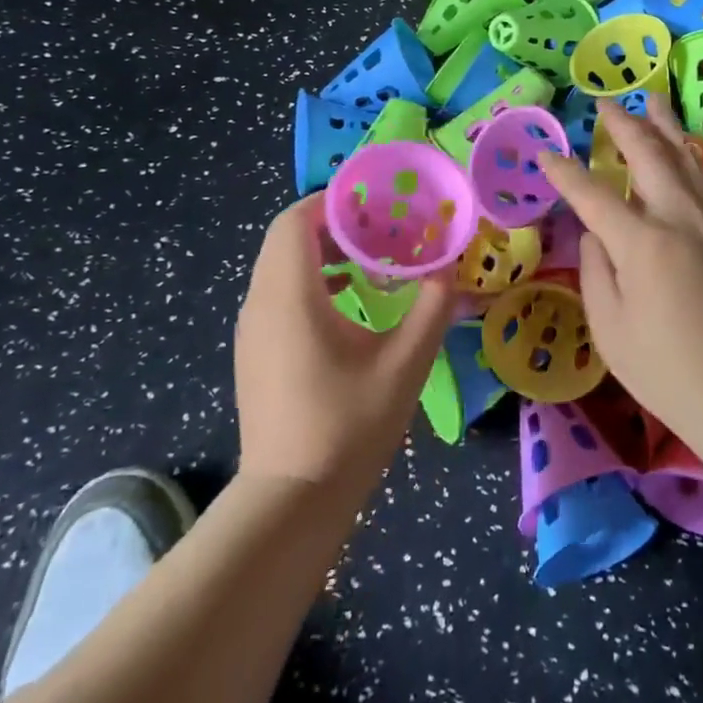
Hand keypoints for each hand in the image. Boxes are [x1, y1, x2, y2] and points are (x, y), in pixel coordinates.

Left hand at [234, 197, 458, 496]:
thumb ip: (432, 307)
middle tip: (383, 227)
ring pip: (280, 264)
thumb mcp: (405, 363)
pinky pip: (278, 292)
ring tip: (373, 260)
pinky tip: (352, 302)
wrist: (292, 501)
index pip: (294, 221)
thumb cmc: (349, 426)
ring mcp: (252, 329)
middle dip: (334, 223)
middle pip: (286, 237)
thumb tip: (450, 268)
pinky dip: (312, 279)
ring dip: (323, 252)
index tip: (377, 201)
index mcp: (290, 296)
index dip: (333, 201)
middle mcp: (260, 303)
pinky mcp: (255, 350)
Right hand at [540, 101, 702, 460]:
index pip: (594, 195)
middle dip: (625, 125)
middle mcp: (679, 221)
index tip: (545, 155)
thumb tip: (595, 236)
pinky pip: (700, 183)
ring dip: (665, 128)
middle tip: (605, 103)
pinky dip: (685, 157)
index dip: (565, 174)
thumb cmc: (668, 371)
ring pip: (685, 161)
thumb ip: (596, 271)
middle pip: (651, 157)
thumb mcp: (611, 328)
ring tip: (653, 99)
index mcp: (643, 242)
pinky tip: (681, 154)